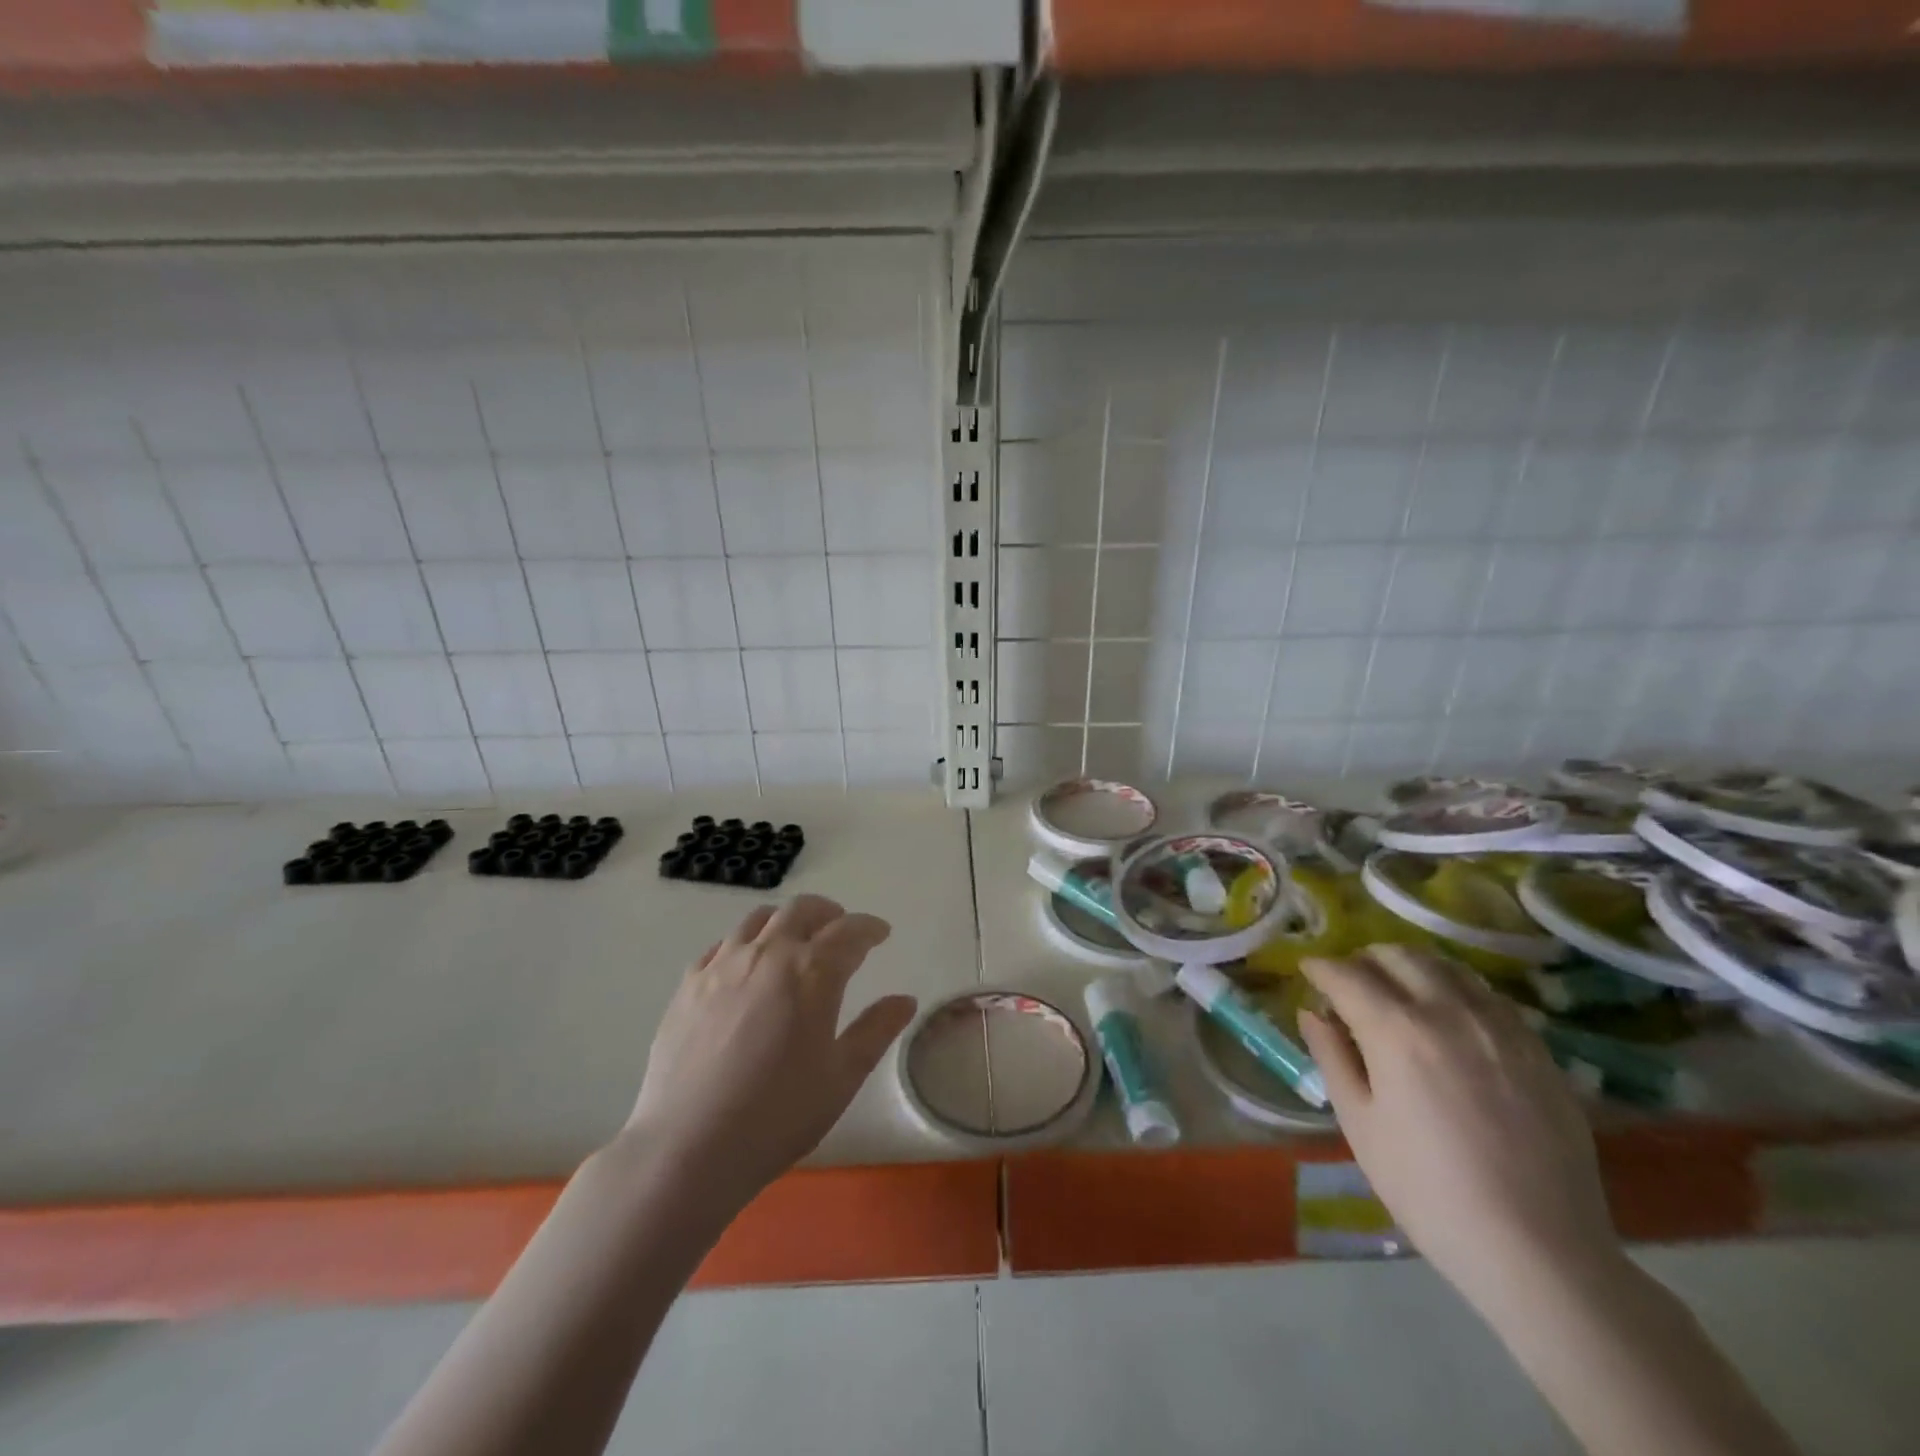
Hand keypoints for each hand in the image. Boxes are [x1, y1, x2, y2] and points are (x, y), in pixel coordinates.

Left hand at [622, 895, 916, 1209]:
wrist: (687, 1147)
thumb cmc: (778, 1115)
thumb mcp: (842, 1077)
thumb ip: (876, 1030)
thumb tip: (905, 1000)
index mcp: (812, 971)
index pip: (850, 932)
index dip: (869, 928)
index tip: (881, 934)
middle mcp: (768, 953)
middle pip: (802, 910)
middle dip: (829, 913)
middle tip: (841, 930)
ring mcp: (723, 965)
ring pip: (759, 919)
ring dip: (786, 920)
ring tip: (794, 940)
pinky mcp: (689, 984)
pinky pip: (722, 944)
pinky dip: (745, 942)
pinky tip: (746, 966)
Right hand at [1299, 945, 1620, 1309]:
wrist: (1539, 1252)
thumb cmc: (1428, 1190)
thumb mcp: (1360, 1124)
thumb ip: (1332, 1057)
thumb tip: (1311, 1012)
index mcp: (1396, 1030)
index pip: (1346, 974)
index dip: (1320, 968)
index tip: (1307, 970)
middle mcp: (1448, 1011)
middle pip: (1398, 956)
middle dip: (1364, 960)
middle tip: (1349, 982)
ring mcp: (1499, 1027)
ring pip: (1447, 966)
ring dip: (1411, 967)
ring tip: (1397, 991)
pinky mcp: (1537, 1049)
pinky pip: (1488, 995)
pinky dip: (1456, 988)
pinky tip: (1450, 1016)